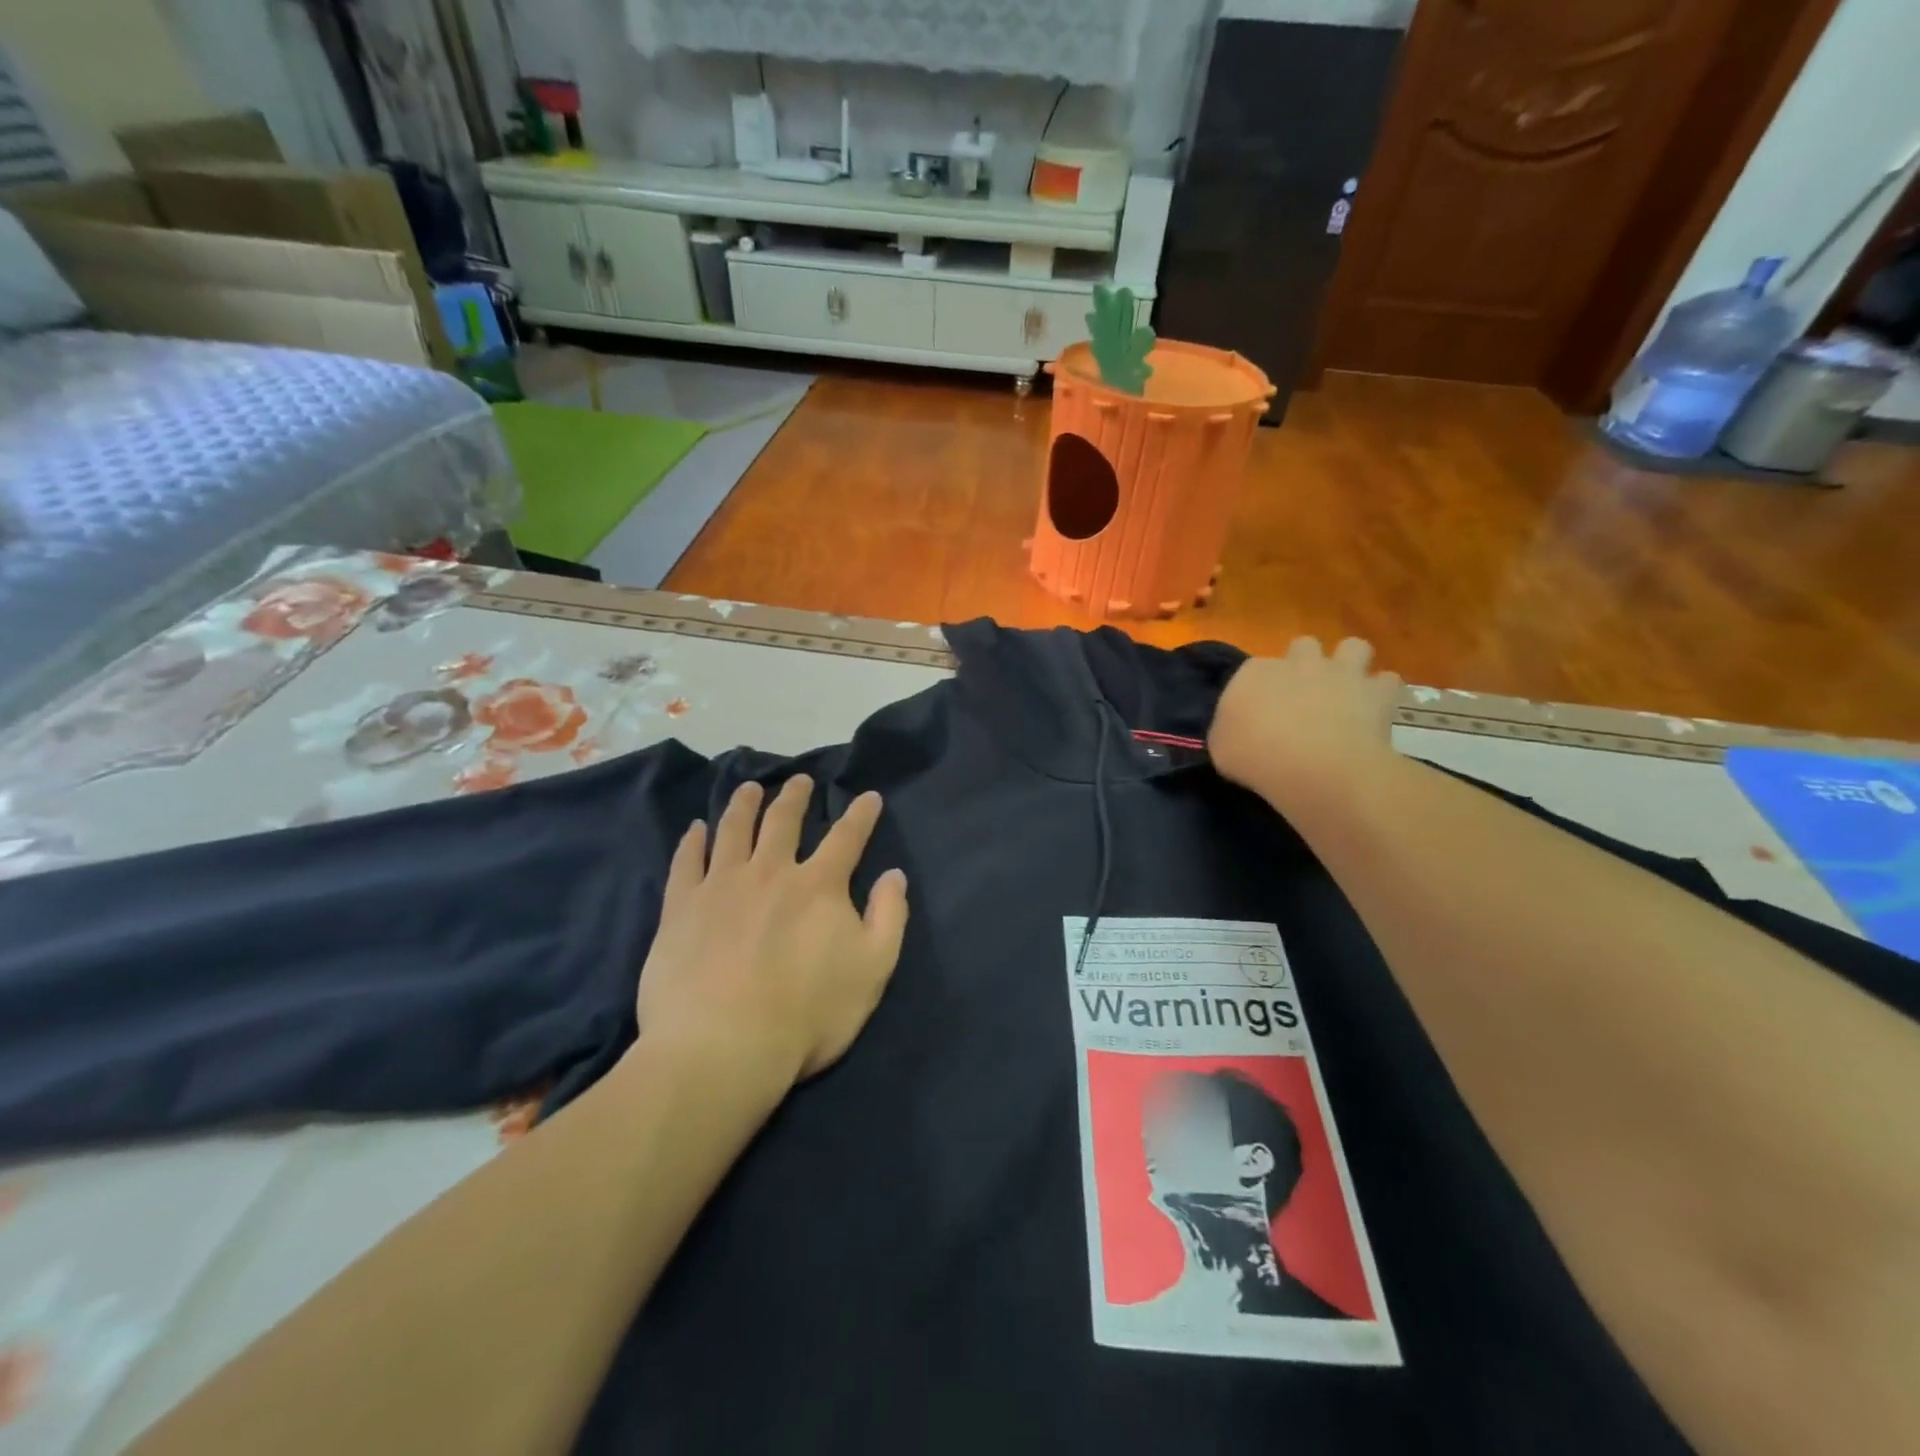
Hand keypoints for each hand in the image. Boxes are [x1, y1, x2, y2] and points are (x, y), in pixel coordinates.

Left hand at [636, 776, 908, 1089]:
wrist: (723, 1048)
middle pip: (783, 822)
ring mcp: (721, 886)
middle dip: (795, 797)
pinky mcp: (681, 908)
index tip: (868, 796)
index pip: (846, 838)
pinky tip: (695, 829)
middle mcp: (770, 872)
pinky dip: (692, 841)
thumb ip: (888, 917)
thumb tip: (894, 875)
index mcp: (819, 886)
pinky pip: (686, 862)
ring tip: (748, 788)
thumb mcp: (872, 970)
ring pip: (734, 830)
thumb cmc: (808, 1014)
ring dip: (743, 804)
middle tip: (799, 780)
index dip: (861, 814)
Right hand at [1208, 637, 1400, 814]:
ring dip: (1350, 663)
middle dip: (1305, 663)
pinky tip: (1375, 710)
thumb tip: (1235, 731)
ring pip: (1353, 647)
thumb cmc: (1253, 756)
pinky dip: (1382, 693)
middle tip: (1303, 694)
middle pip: (1303, 646)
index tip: (1258, 712)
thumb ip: (1228, 730)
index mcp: (1254, 672)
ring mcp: (1340, 673)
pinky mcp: (1376, 692)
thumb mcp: (1219, 747)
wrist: (1311, 765)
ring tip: (1346, 688)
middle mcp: (1298, 662)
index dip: (1258, 688)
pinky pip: (1387, 681)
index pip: (1254, 669)